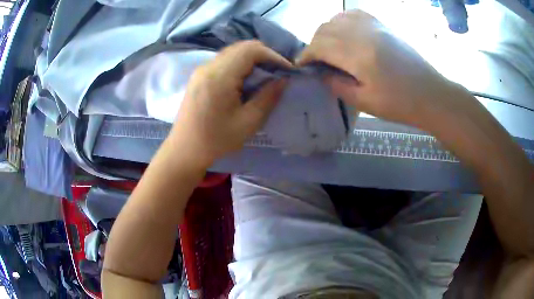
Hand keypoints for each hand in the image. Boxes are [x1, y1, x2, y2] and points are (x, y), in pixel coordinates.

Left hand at [170, 40, 290, 166]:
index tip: (286, 69)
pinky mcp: (199, 76)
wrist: (185, 150)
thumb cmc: (216, 140)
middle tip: (278, 71)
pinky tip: (246, 80)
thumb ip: (268, 97)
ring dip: (252, 59)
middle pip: (241, 47)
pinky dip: (240, 64)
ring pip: (233, 52)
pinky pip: (224, 61)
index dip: (272, 55)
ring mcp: (201, 70)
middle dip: (264, 55)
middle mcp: (209, 66)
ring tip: (265, 76)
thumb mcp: (248, 122)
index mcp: (220, 76)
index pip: (250, 50)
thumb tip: (283, 80)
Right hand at [297, 10, 460, 127]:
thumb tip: (320, 73)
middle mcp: (363, 34)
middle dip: (314, 44)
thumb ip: (337, 85)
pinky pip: (355, 14)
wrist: (430, 94)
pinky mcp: (383, 25)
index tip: (302, 65)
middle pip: (325, 29)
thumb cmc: (400, 104)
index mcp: (358, 55)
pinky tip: (346, 33)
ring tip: (330, 47)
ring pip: (337, 19)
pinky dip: (343, 21)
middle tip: (317, 60)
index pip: (319, 46)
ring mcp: (374, 26)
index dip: (306, 55)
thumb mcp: (364, 102)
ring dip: (327, 31)